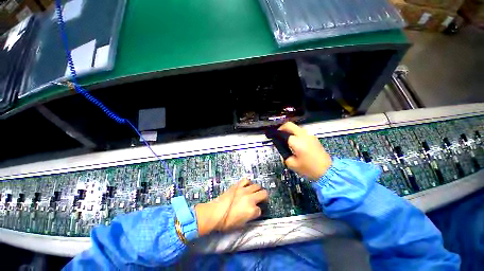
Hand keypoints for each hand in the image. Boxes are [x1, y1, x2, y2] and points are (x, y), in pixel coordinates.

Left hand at [195, 179, 267, 235]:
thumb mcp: (242, 224)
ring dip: (257, 190)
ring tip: (254, 192)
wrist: (215, 213)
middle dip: (263, 197)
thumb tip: (254, 211)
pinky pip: (246, 180)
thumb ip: (250, 216)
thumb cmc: (227, 222)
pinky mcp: (238, 185)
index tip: (254, 212)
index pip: (260, 210)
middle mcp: (250, 198)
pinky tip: (247, 186)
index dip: (257, 211)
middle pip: (263, 194)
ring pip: (257, 186)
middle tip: (260, 200)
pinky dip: (248, 183)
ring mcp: (244, 190)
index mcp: (252, 210)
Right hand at [278, 122, 331, 179]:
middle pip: (289, 125)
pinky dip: (295, 133)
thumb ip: (284, 154)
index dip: (276, 135)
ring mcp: (310, 135)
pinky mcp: (313, 138)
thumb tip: (282, 148)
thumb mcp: (292, 164)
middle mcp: (303, 135)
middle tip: (278, 135)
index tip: (273, 138)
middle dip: (281, 128)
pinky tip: (294, 142)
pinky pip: (301, 132)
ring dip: (289, 130)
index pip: (283, 133)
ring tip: (285, 139)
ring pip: (296, 127)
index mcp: (297, 142)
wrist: (328, 171)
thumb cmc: (309, 169)